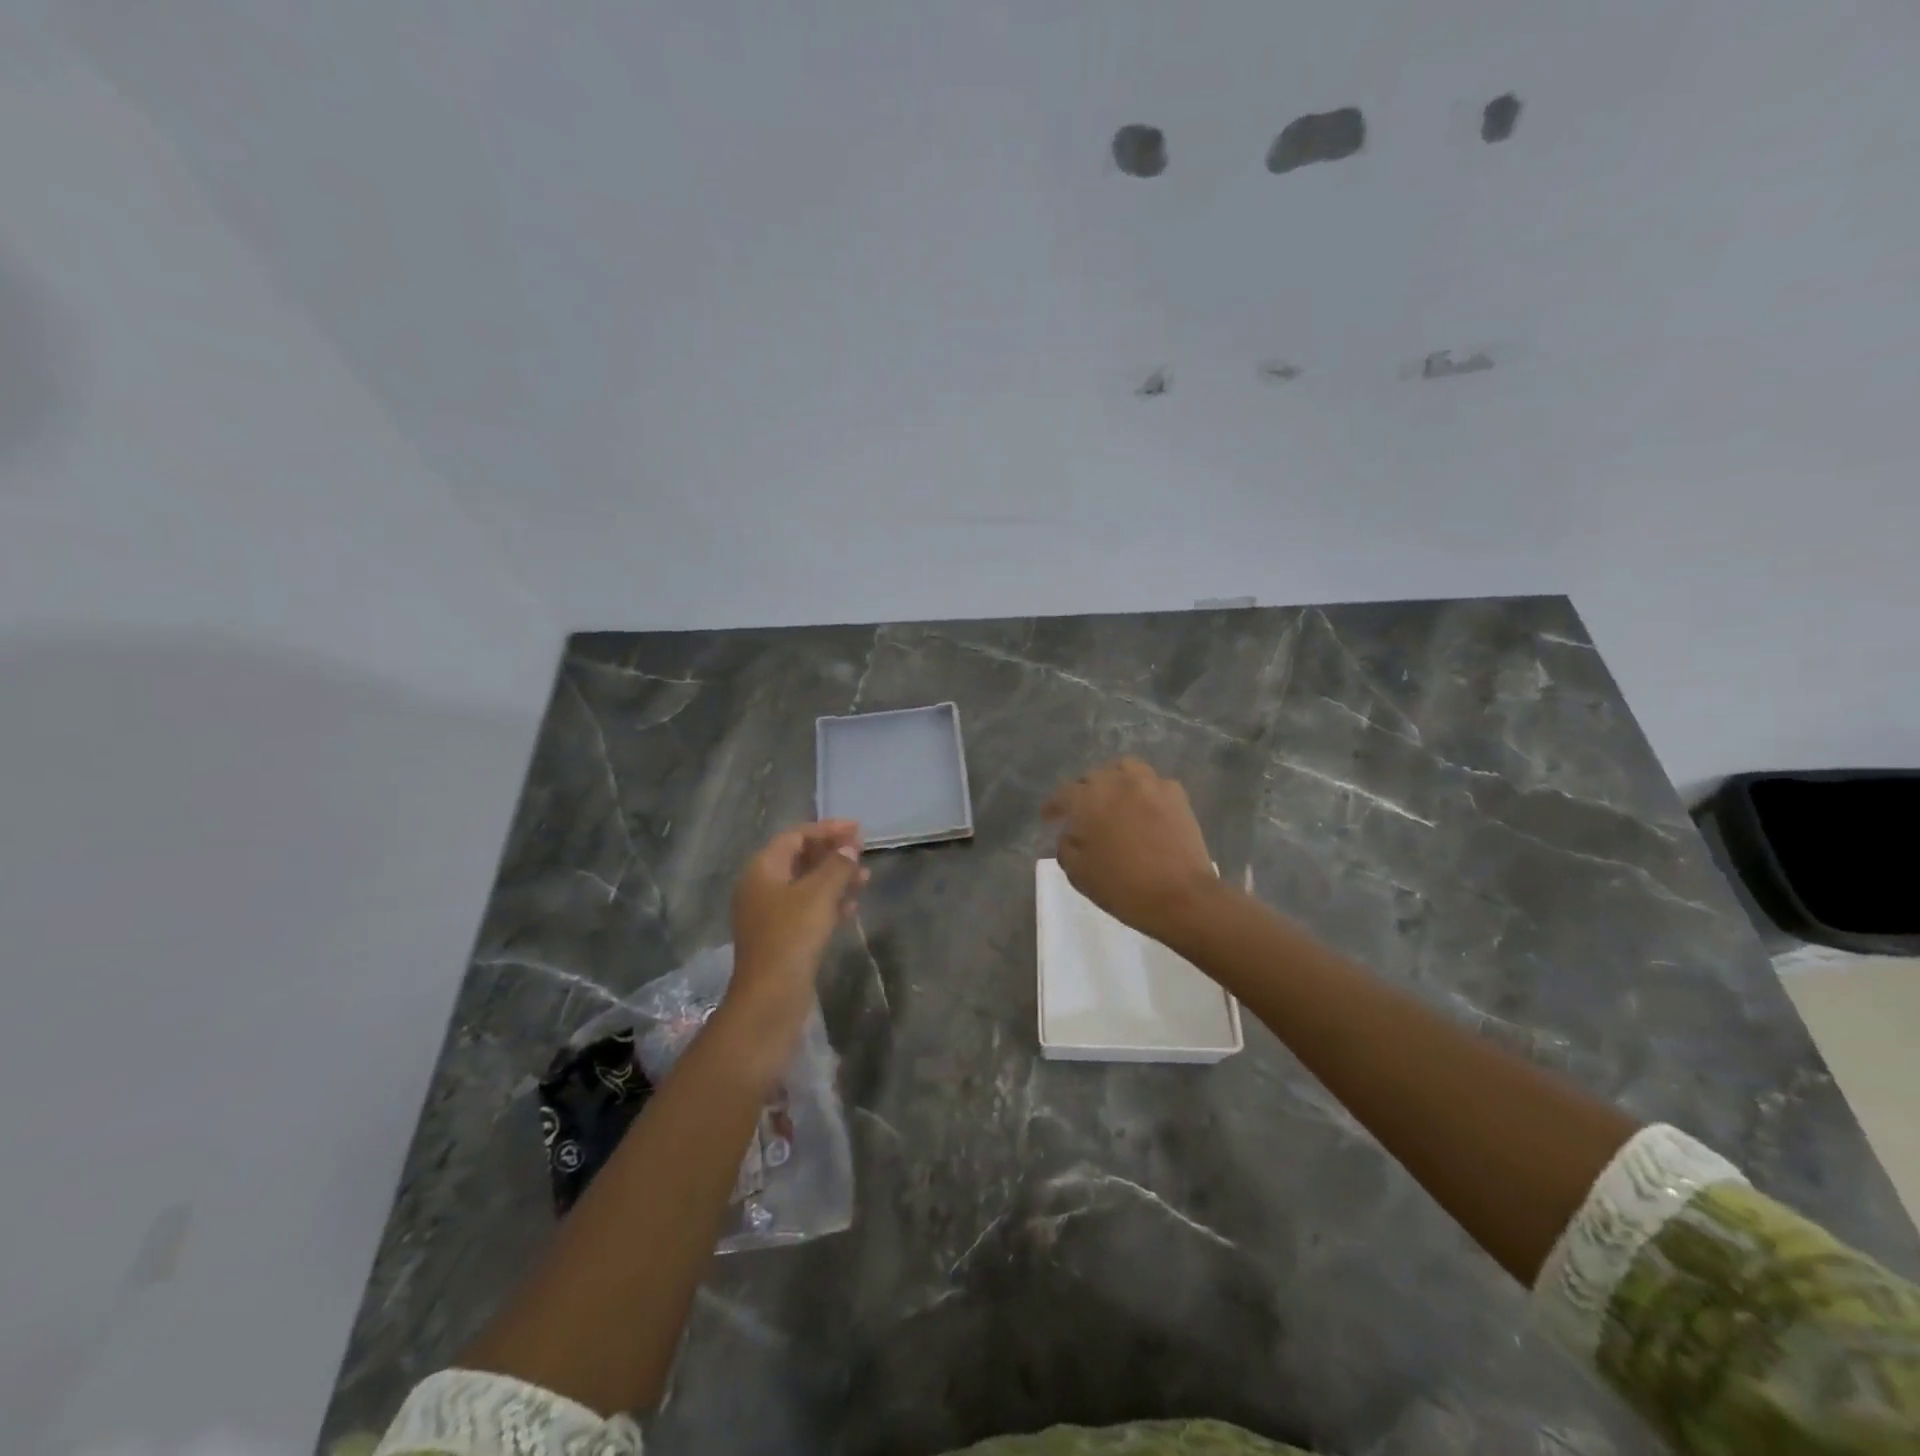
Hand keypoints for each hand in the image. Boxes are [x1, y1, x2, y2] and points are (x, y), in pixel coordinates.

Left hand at [726, 820, 866, 1038]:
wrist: (771, 997)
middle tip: (863, 850)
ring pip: (806, 885)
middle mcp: (761, 887)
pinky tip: (852, 906)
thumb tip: (849, 847)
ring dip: (835, 877)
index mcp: (763, 869)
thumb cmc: (792, 935)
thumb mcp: (819, 894)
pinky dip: (829, 902)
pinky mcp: (781, 937)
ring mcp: (769, 914)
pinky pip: (807, 908)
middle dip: (832, 852)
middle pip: (800, 858)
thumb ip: (837, 865)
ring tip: (866, 877)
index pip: (796, 836)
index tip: (857, 829)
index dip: (827, 829)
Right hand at [1042, 758, 1219, 943]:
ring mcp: (1150, 784)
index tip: (1049, 818)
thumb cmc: (1123, 887)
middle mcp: (1117, 782)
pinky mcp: (1176, 795)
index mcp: (1088, 799)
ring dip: (1114, 780)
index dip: (1053, 806)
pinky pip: (1153, 783)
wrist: (1181, 897)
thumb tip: (1070, 834)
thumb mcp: (1079, 873)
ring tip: (1113, 798)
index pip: (1063, 794)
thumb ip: (1065, 847)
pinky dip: (1144, 791)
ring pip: (1125, 769)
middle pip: (1093, 777)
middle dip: (1083, 792)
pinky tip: (1144, 808)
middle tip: (1081, 813)